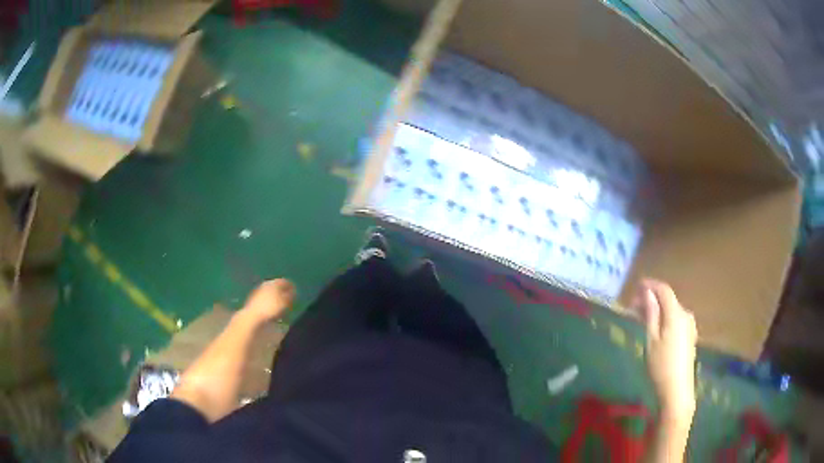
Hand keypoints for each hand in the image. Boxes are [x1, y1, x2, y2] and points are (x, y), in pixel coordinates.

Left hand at [242, 279, 295, 322]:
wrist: (252, 316)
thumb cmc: (271, 308)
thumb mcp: (285, 302)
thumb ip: (291, 295)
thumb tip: (294, 291)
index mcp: (274, 282)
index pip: (286, 281)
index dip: (292, 287)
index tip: (296, 294)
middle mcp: (266, 284)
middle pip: (278, 286)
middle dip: (284, 292)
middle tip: (290, 300)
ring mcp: (259, 291)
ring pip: (271, 292)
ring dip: (277, 297)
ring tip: (282, 306)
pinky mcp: (255, 299)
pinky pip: (266, 298)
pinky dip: (271, 302)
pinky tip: (272, 309)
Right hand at [637, 279, 697, 424]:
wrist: (677, 390)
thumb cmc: (661, 366)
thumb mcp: (651, 340)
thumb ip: (651, 314)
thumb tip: (647, 293)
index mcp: (676, 314)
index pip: (664, 290)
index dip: (650, 285)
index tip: (636, 286)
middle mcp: (686, 315)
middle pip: (668, 300)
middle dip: (651, 299)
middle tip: (633, 306)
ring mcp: (689, 326)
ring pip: (671, 310)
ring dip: (657, 310)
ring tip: (641, 317)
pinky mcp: (689, 336)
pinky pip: (675, 320)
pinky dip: (664, 319)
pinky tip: (655, 328)